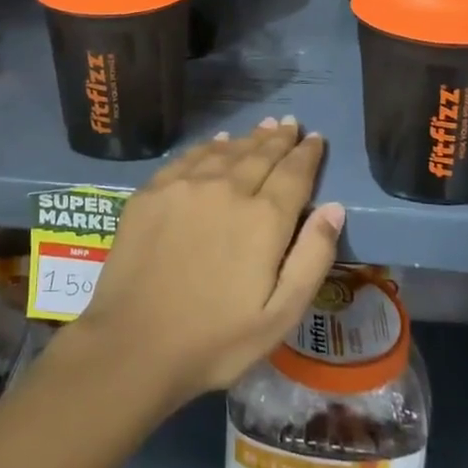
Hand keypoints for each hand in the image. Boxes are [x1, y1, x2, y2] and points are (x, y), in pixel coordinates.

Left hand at [65, 118, 343, 409]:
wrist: (133, 343)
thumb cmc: (215, 340)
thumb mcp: (280, 316)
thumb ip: (312, 258)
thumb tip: (334, 208)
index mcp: (263, 219)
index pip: (294, 174)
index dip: (308, 154)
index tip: (316, 138)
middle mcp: (227, 189)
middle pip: (261, 155)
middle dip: (279, 139)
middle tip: (291, 123)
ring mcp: (185, 186)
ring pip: (226, 151)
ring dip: (249, 138)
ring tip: (264, 126)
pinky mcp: (153, 191)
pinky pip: (189, 157)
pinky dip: (210, 146)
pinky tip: (217, 143)